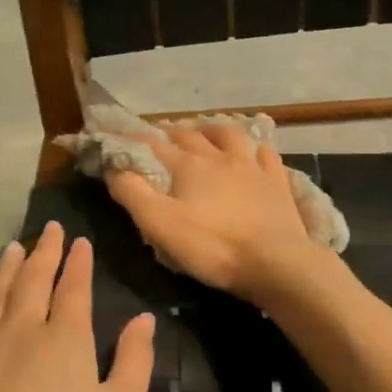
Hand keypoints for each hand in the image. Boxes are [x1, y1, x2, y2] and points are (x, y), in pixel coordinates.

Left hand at [0, 222, 154, 391]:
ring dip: (9, 269)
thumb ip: (134, 362)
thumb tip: (143, 319)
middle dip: (44, 252)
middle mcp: (22, 332)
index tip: (78, 240)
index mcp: (65, 338)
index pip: (73, 287)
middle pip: (33, 281)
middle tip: (48, 228)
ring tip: (13, 249)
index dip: (77, 262)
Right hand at [106, 124, 319, 300]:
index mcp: (189, 165)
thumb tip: (113, 168)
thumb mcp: (160, 225)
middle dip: (174, 133)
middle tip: (164, 136)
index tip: (122, 138)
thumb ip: (133, 194)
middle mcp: (220, 157)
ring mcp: (253, 167)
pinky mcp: (277, 182)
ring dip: (215, 130)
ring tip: (207, 132)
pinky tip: (256, 152)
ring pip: (231, 136)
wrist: (274, 261)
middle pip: (193, 136)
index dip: (136, 141)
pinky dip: (257, 150)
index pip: (155, 146)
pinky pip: (267, 155)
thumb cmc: (213, 246)